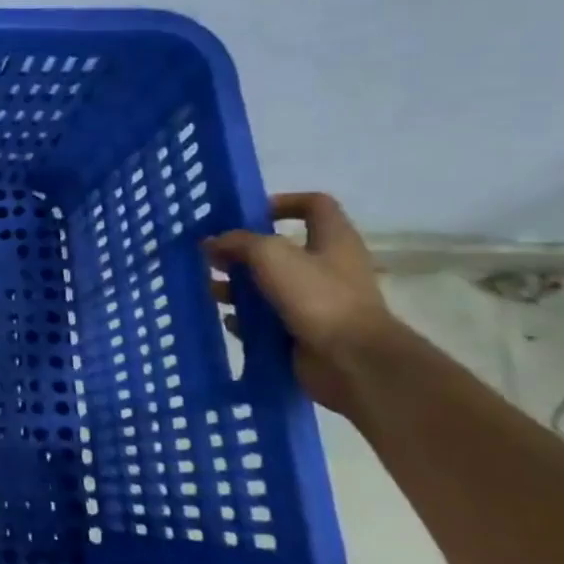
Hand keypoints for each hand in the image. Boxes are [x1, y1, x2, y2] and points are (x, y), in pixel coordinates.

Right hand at [205, 192, 401, 418]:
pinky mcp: (303, 330)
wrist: (352, 362)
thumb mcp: (271, 255)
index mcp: (332, 240)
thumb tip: (212, 242)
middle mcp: (327, 267)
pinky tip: (227, 319)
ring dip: (237, 285)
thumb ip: (238, 242)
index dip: (282, 202)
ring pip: (268, 285)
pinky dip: (246, 318)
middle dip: (242, 251)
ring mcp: (316, 301)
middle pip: (280, 248)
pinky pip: (267, 318)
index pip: (314, 204)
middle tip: (211, 257)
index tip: (246, 215)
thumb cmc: (317, 296)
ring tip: (210, 289)